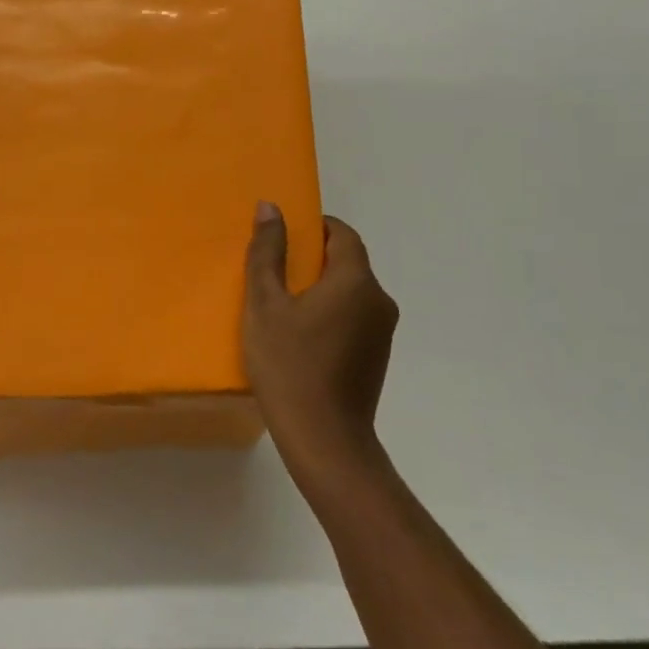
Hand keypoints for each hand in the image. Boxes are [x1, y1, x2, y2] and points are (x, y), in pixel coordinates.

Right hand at [243, 202, 399, 489]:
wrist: (325, 440)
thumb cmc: (289, 366)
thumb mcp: (265, 305)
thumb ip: (268, 253)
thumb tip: (270, 208)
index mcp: (355, 280)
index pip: (342, 233)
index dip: (314, 227)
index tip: (283, 237)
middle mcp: (379, 299)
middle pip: (347, 262)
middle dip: (313, 260)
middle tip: (273, 272)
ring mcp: (383, 331)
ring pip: (350, 292)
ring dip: (322, 290)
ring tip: (282, 306)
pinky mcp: (378, 356)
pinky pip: (354, 318)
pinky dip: (331, 315)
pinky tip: (301, 337)